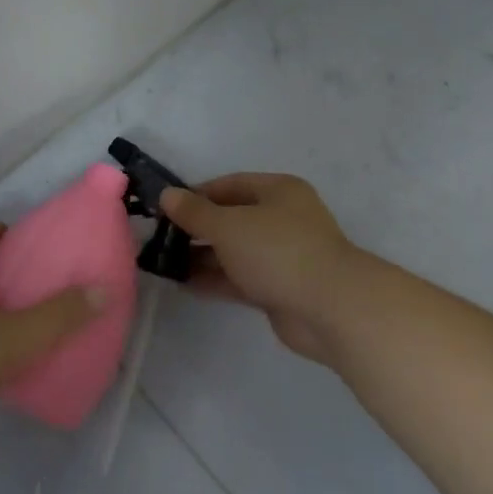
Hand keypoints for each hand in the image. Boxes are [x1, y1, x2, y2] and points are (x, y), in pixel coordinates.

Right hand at [160, 173, 363, 363]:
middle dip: (197, 228)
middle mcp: (282, 219)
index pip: (230, 185)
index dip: (196, 194)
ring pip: (235, 251)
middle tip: (160, 238)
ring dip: (203, 256)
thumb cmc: (278, 251)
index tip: (166, 208)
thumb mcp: (228, 225)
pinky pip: (241, 278)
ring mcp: (283, 256)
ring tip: (165, 263)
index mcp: (278, 191)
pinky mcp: (280, 288)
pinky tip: (185, 284)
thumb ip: (195, 212)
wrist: (331, 308)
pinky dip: (216, 279)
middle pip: (232, 218)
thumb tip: (167, 194)